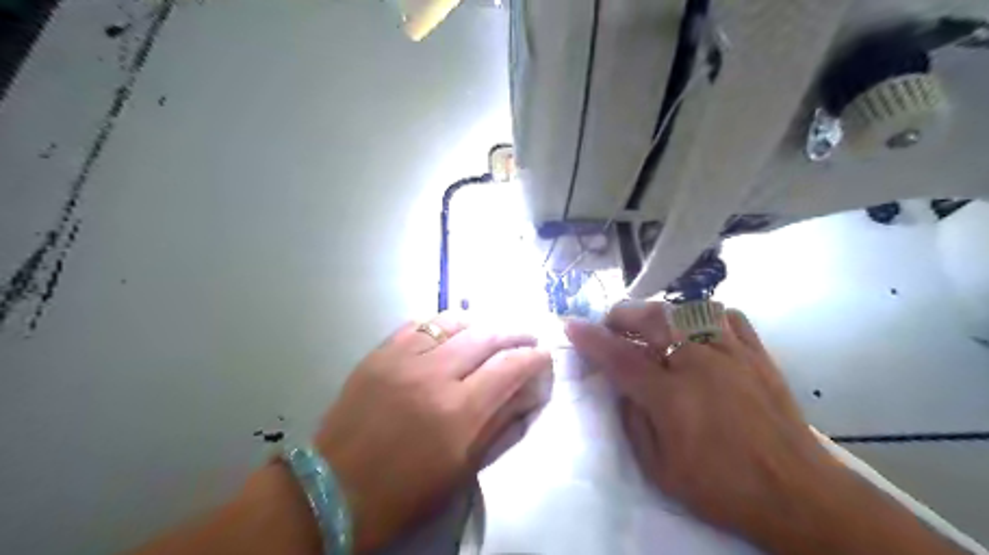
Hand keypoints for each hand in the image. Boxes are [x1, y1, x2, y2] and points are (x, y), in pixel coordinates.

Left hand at [318, 312, 552, 549]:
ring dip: (481, 322)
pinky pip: (419, 323)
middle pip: (486, 335)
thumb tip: (526, 393)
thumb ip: (499, 425)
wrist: (334, 488)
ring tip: (492, 329)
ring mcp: (403, 358)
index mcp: (458, 412)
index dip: (533, 357)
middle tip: (527, 336)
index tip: (543, 355)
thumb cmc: (405, 491)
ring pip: (454, 321)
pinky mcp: (379, 353)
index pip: (509, 367)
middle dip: (515, 332)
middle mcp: (433, 375)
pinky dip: (443, 323)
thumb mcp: (462, 469)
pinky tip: (451, 330)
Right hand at [568, 303, 836, 545]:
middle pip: (652, 318)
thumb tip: (623, 388)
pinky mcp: (757, 354)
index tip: (570, 325)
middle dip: (622, 315)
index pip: (619, 357)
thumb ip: (633, 421)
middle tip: (610, 325)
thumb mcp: (660, 468)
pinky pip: (728, 317)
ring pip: (687, 310)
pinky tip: (699, 330)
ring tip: (651, 327)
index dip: (590, 339)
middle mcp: (699, 363)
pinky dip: (706, 315)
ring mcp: (732, 353)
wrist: (797, 494)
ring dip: (660, 313)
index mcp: (671, 395)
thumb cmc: (722, 487)